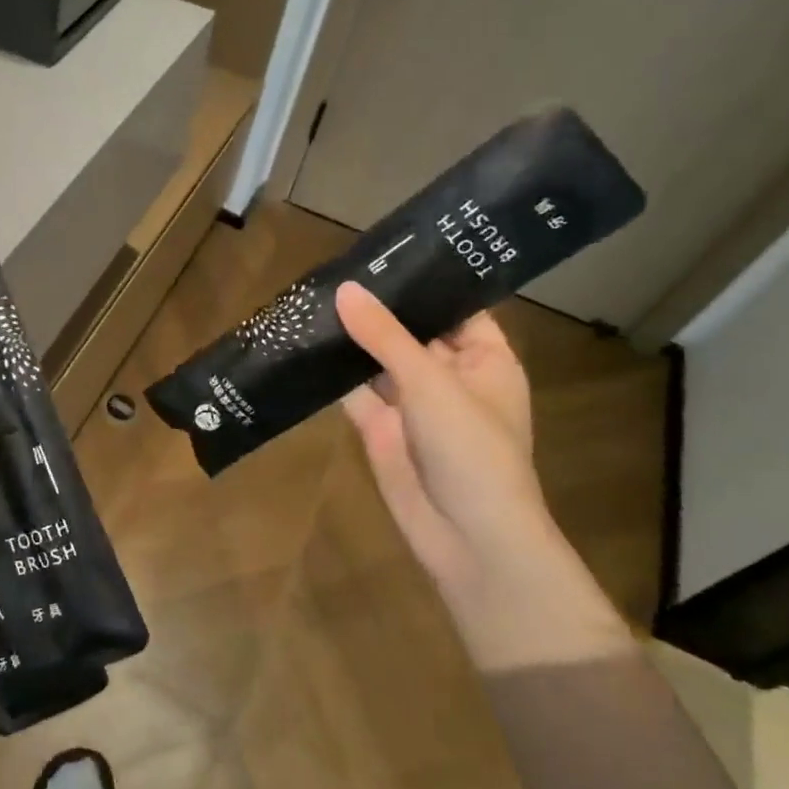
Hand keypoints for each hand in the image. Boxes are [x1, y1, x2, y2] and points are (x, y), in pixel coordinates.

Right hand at [335, 281, 545, 589]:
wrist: (467, 538)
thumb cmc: (471, 450)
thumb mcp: (431, 383)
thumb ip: (384, 335)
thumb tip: (345, 289)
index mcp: (483, 360)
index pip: (456, 308)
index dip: (425, 281)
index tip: (385, 250)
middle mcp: (448, 377)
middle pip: (410, 332)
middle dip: (377, 307)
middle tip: (334, 266)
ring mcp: (412, 405)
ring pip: (377, 361)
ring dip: (351, 338)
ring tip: (312, 295)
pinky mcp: (380, 429)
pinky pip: (355, 393)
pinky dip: (334, 373)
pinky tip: (305, 344)